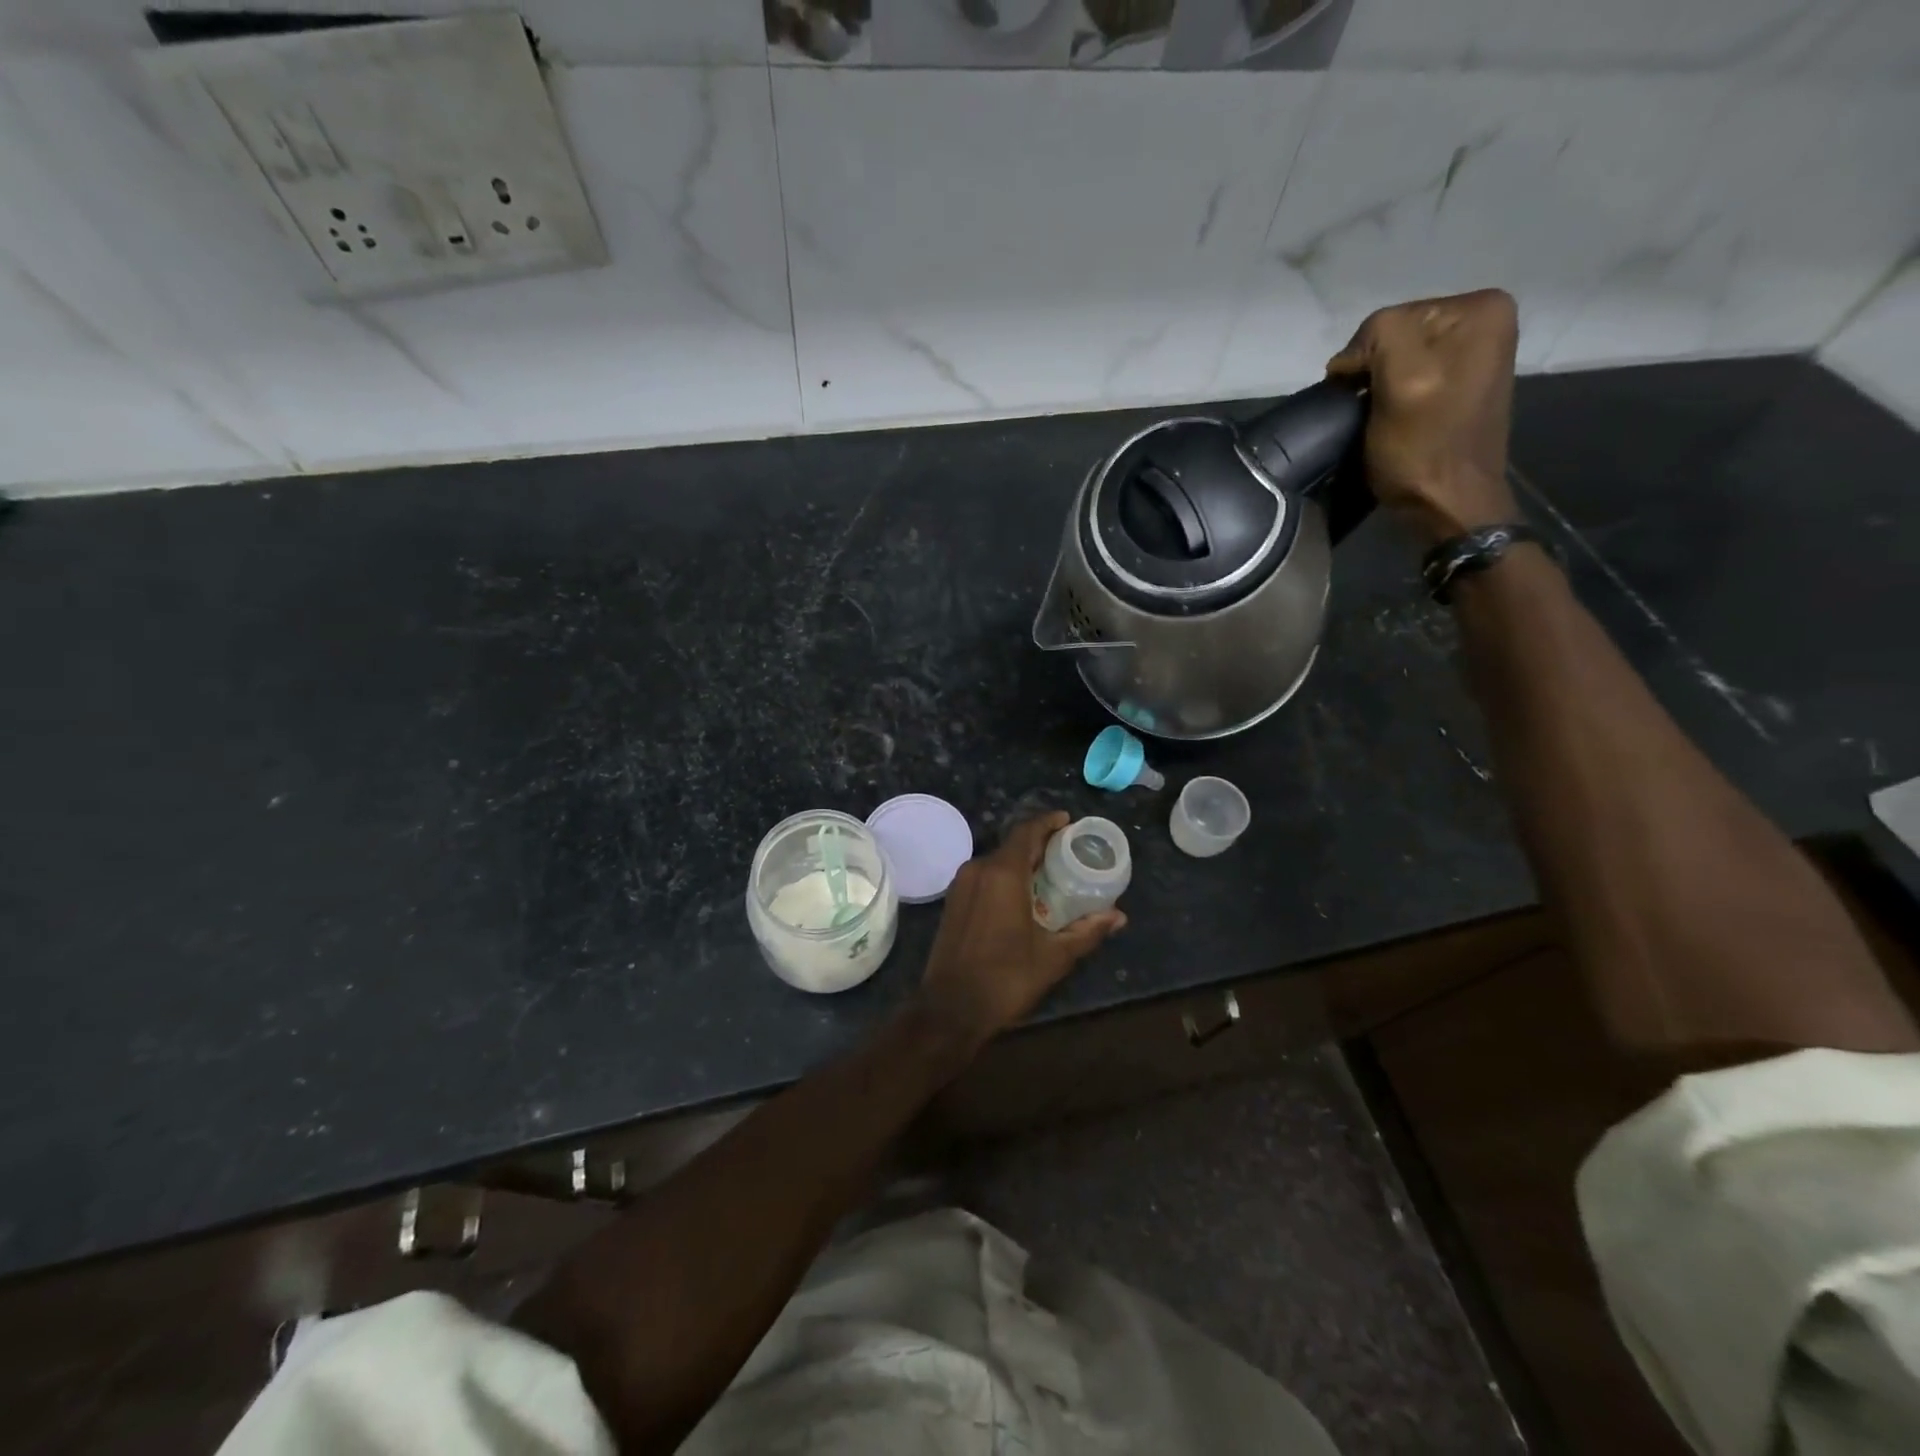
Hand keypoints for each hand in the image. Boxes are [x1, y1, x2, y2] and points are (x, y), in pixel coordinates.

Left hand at [914, 812, 1125, 1052]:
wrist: (950, 1008)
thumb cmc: (1006, 978)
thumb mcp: (1054, 957)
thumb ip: (1086, 931)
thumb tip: (1118, 916)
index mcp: (1002, 874)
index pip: (1027, 832)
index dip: (1048, 822)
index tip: (1068, 822)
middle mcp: (978, 869)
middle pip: (1012, 844)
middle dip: (1040, 843)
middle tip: (1067, 850)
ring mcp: (961, 884)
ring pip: (997, 860)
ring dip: (1022, 860)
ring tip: (1050, 871)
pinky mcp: (953, 901)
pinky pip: (984, 875)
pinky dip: (1005, 875)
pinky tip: (1023, 893)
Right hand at [1326, 289, 1522, 547]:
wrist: (1449, 504)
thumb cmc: (1424, 448)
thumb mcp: (1401, 380)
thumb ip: (1379, 337)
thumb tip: (1350, 359)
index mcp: (1480, 309)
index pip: (1389, 319)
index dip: (1363, 359)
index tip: (1365, 399)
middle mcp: (1486, 320)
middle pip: (1396, 335)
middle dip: (1374, 372)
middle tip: (1373, 411)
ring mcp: (1476, 352)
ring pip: (1397, 358)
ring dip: (1380, 388)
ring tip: (1382, 419)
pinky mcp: (1461, 382)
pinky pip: (1410, 376)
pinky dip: (1393, 396)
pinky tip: (1396, 419)